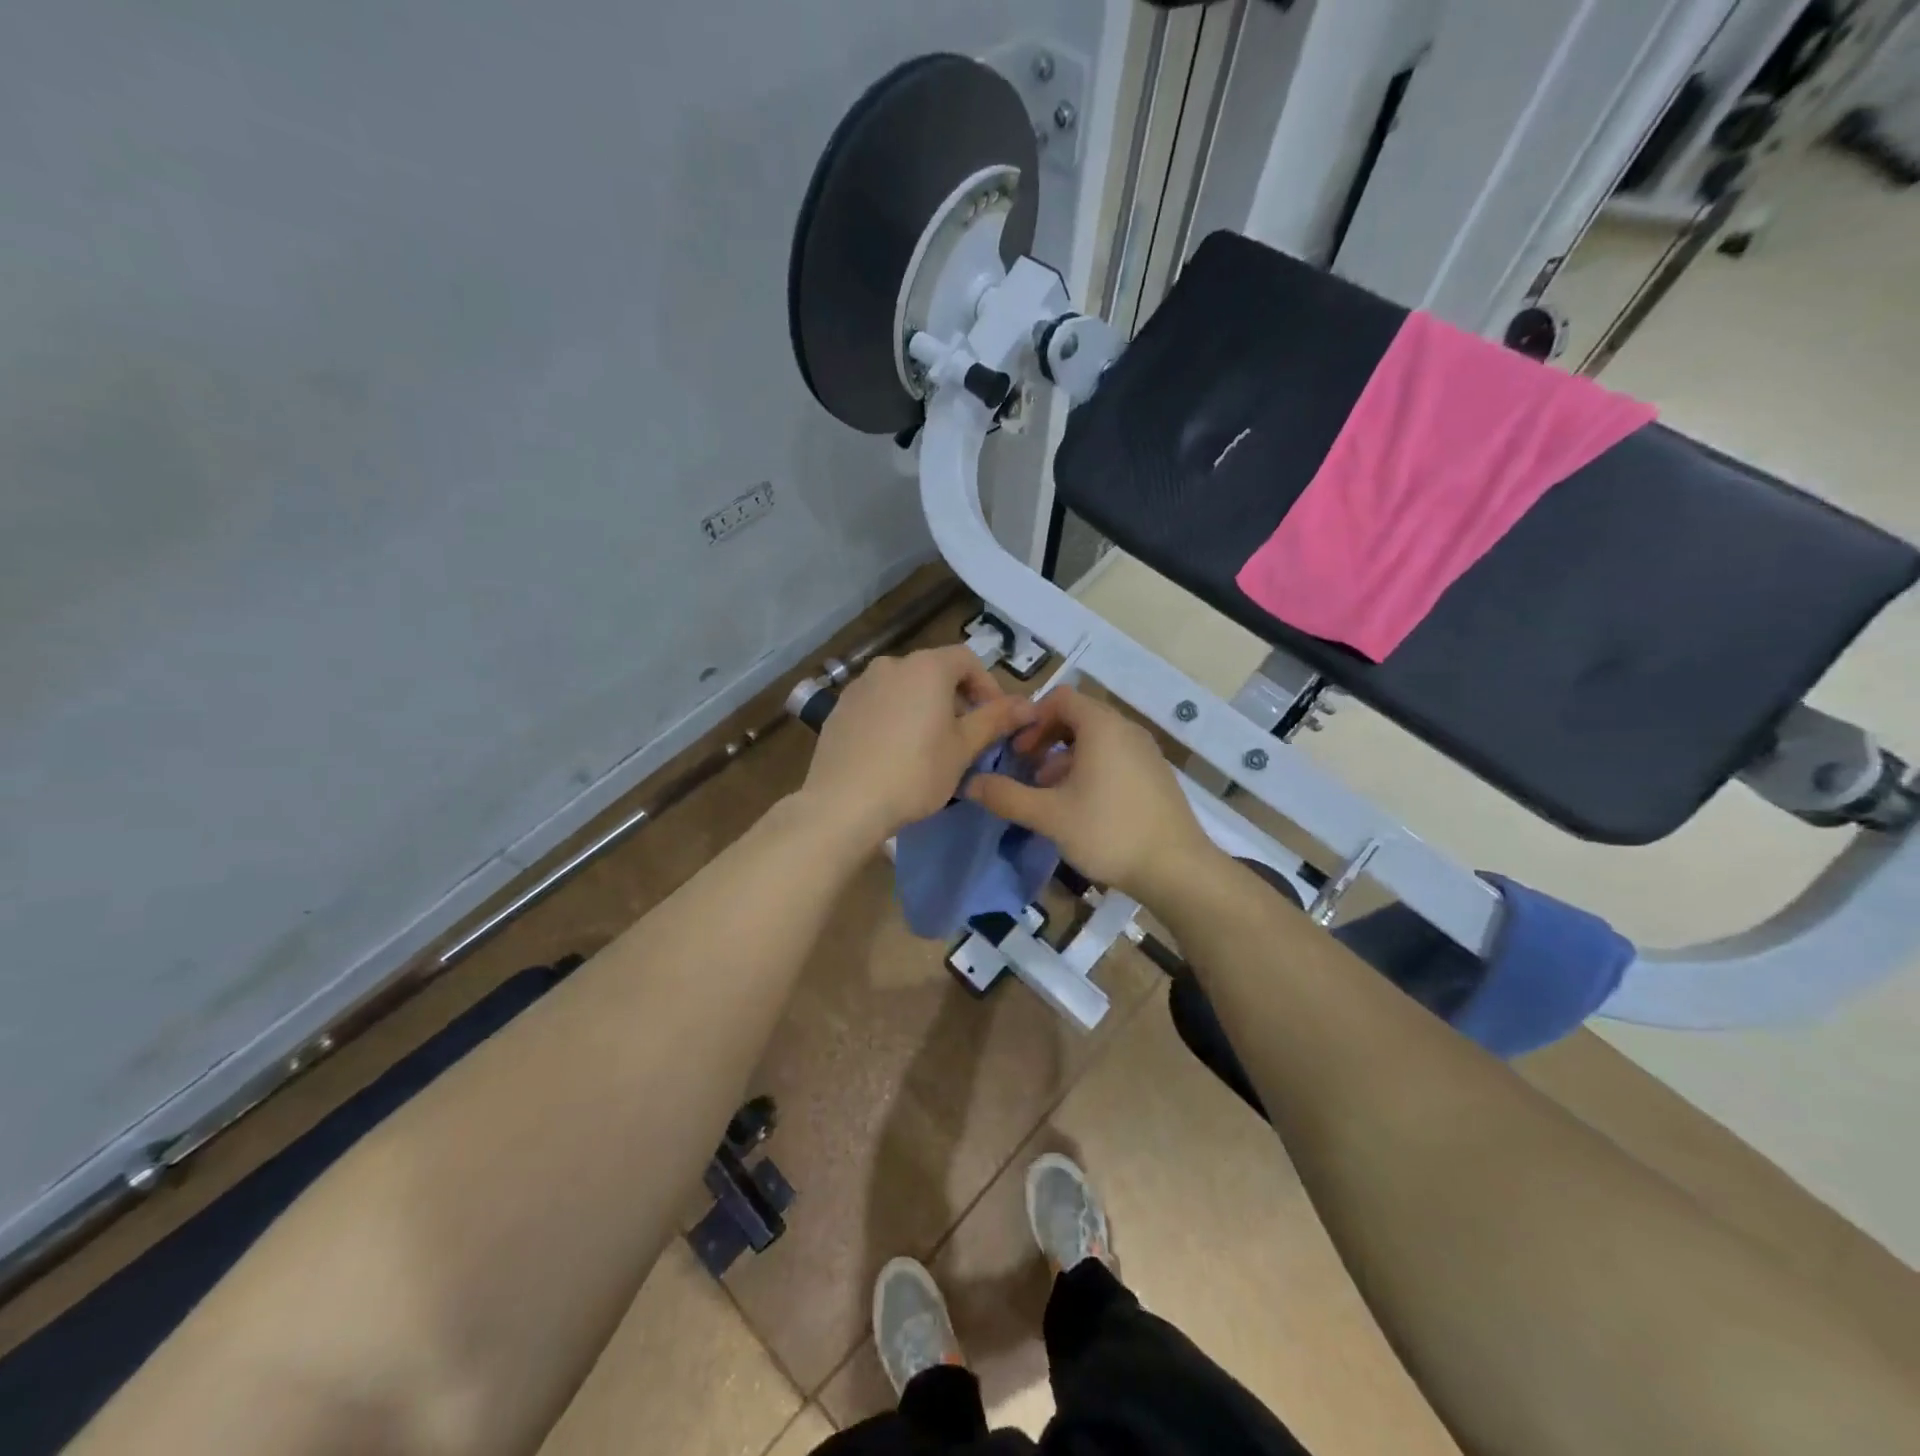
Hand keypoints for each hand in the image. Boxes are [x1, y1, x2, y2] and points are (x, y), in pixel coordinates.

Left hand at [802, 645, 1037, 845]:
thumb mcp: (964, 748)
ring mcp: (859, 685)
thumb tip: (1029, 704)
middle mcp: (891, 665)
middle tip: (964, 738)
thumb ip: (996, 720)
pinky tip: (893, 753)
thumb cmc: (915, 772)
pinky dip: (893, 718)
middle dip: (955, 699)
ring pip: (904, 688)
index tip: (993, 720)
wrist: (844, 803)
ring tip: (928, 747)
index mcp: (926, 667)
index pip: (967, 659)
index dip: (987, 686)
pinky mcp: (839, 709)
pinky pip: (877, 705)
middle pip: (934, 672)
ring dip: (923, 708)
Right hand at [963, 686, 1220, 900]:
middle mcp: (1126, 730)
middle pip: (1078, 717)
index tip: (1014, 748)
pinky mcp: (1155, 775)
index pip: (1061, 698)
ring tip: (1047, 790)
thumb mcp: (1049, 815)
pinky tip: (1080, 805)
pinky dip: (1090, 768)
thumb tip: (969, 784)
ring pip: (1097, 739)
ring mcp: (1146, 752)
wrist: (1177, 868)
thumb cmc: (1109, 832)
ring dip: (1066, 756)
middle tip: (1025, 767)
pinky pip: (1115, 757)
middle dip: (1046, 738)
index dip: (1032, 717)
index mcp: (1102, 726)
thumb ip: (1007, 796)